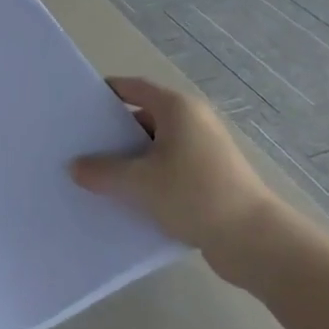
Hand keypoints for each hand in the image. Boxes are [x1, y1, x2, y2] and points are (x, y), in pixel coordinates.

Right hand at [70, 76, 284, 287]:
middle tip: (80, 146)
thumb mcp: (138, 183)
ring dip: (129, 161)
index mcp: (178, 109)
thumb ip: (102, 171)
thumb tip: (75, 167)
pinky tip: (126, 200)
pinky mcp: (210, 179)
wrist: (253, 240)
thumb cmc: (194, 195)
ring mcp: (204, 152)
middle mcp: (193, 123)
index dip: (106, 93)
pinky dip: (148, 180)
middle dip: (112, 133)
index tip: (78, 106)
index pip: (134, 88)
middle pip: (143, 118)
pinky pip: (168, 171)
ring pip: (155, 149)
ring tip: (96, 176)